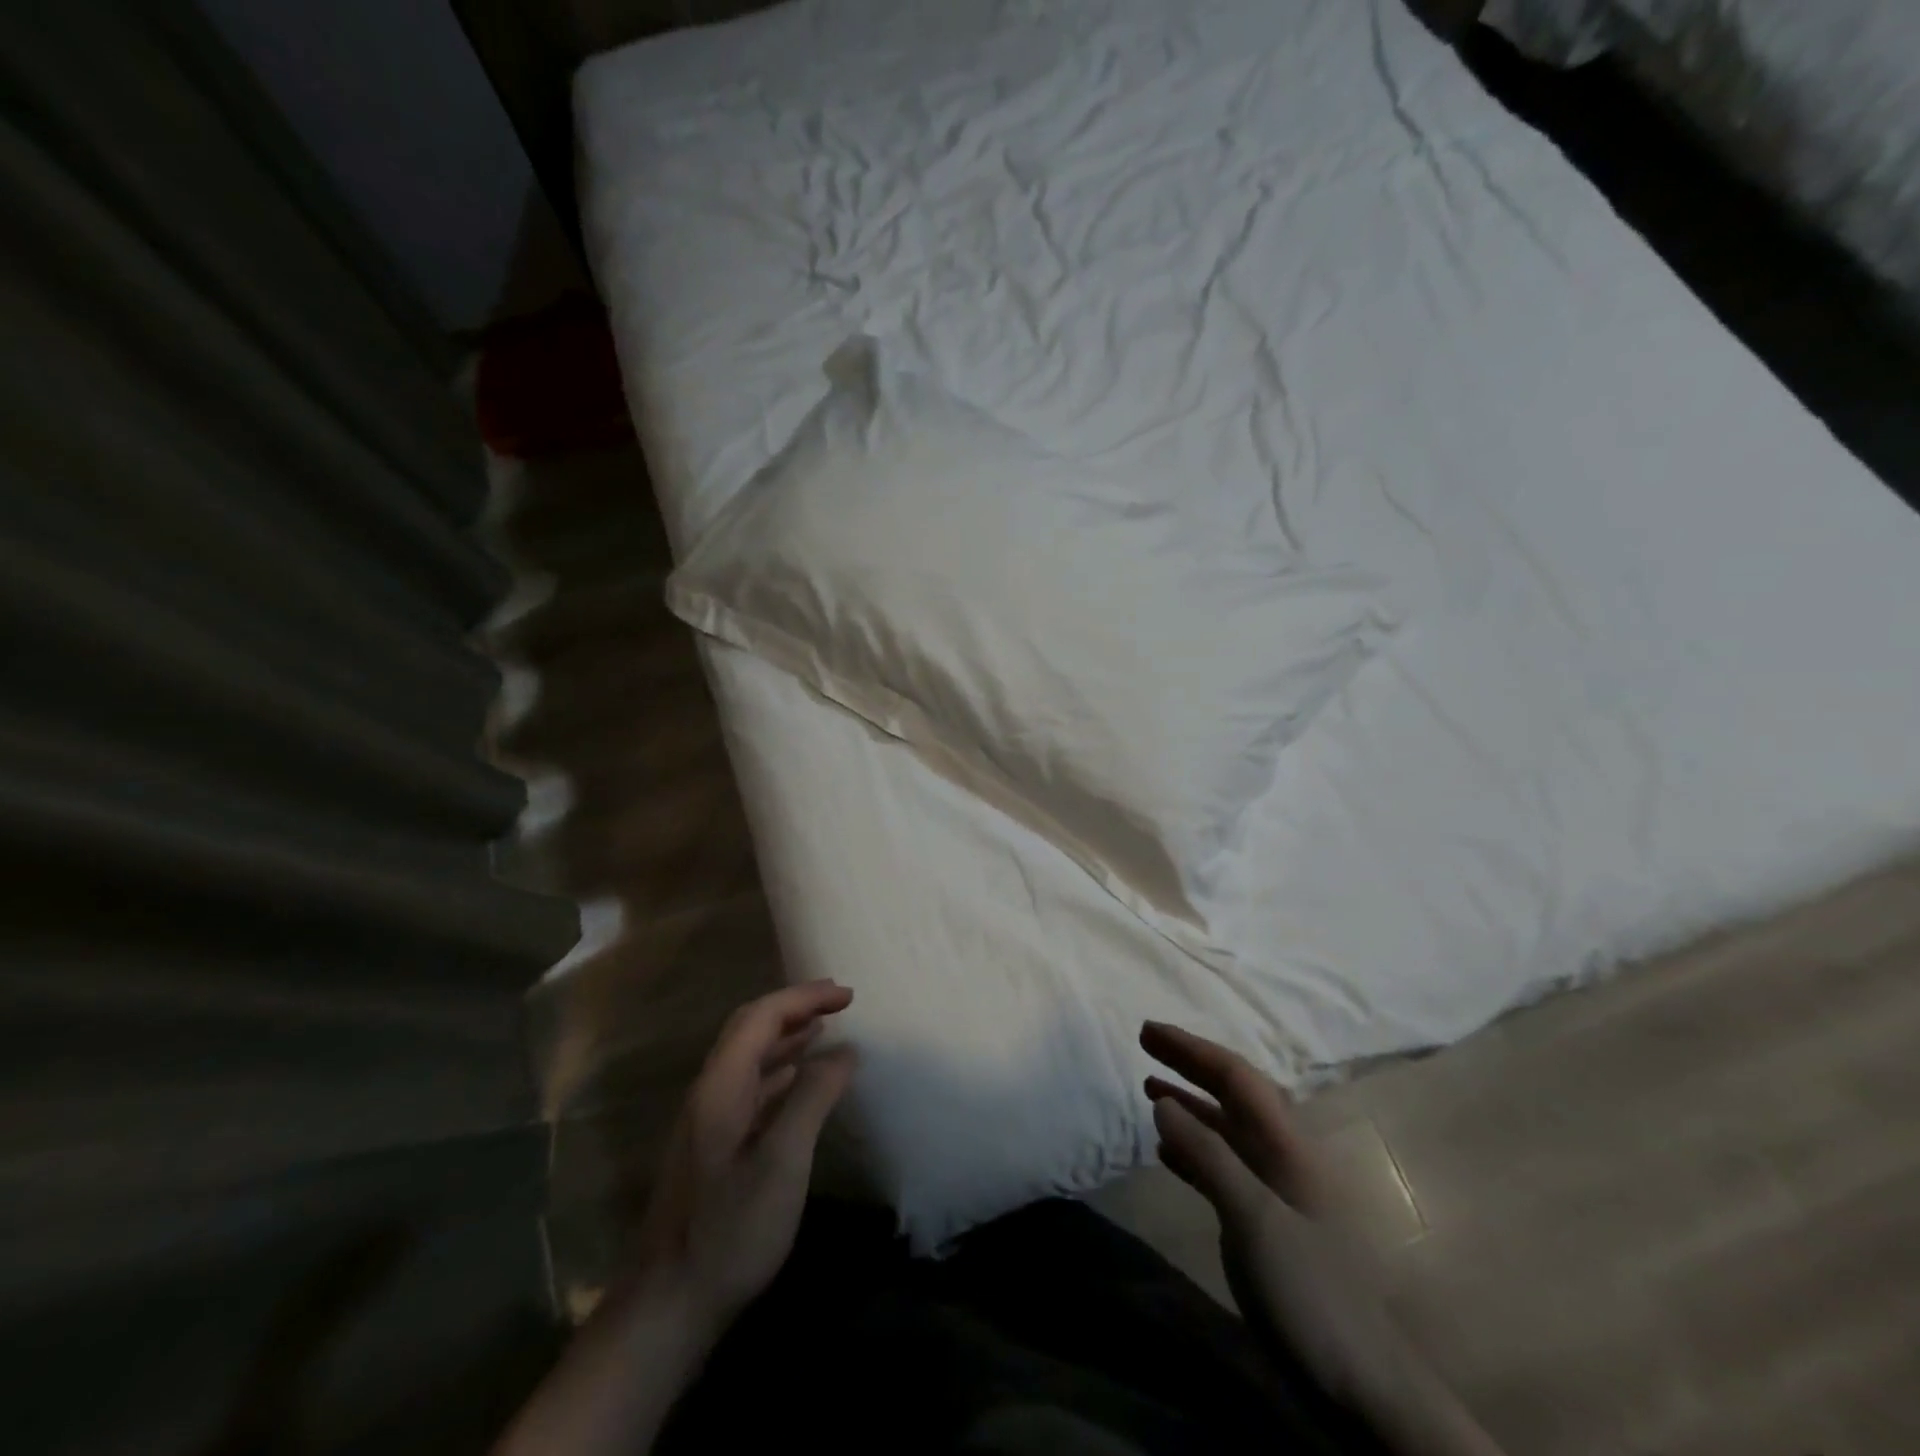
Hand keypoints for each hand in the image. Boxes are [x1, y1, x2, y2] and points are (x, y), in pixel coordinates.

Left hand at [628, 980, 857, 1338]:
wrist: (666, 1309)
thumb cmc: (729, 1231)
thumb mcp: (783, 1162)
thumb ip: (813, 1099)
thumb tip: (844, 1051)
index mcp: (721, 1086)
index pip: (762, 1016)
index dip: (804, 997)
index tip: (848, 996)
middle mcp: (709, 1092)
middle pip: (750, 1029)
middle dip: (794, 1008)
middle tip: (837, 1003)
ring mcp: (707, 1121)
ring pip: (748, 1058)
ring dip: (786, 1037)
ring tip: (823, 1031)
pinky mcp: (711, 1148)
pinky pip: (749, 1087)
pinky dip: (780, 1071)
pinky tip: (798, 1084)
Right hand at [1141, 1022, 1502, 1455]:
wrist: (1366, 1388)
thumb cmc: (1312, 1293)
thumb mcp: (1254, 1220)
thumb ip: (1208, 1155)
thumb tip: (1163, 1101)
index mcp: (1289, 1145)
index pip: (1236, 1077)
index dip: (1191, 1049)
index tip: (1148, 1031)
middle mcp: (1284, 1156)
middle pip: (1233, 1094)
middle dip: (1190, 1065)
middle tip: (1146, 1044)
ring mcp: (1278, 1190)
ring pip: (1227, 1128)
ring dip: (1190, 1103)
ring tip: (1150, 1087)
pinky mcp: (1267, 1222)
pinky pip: (1223, 1165)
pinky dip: (1193, 1149)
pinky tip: (1166, 1152)